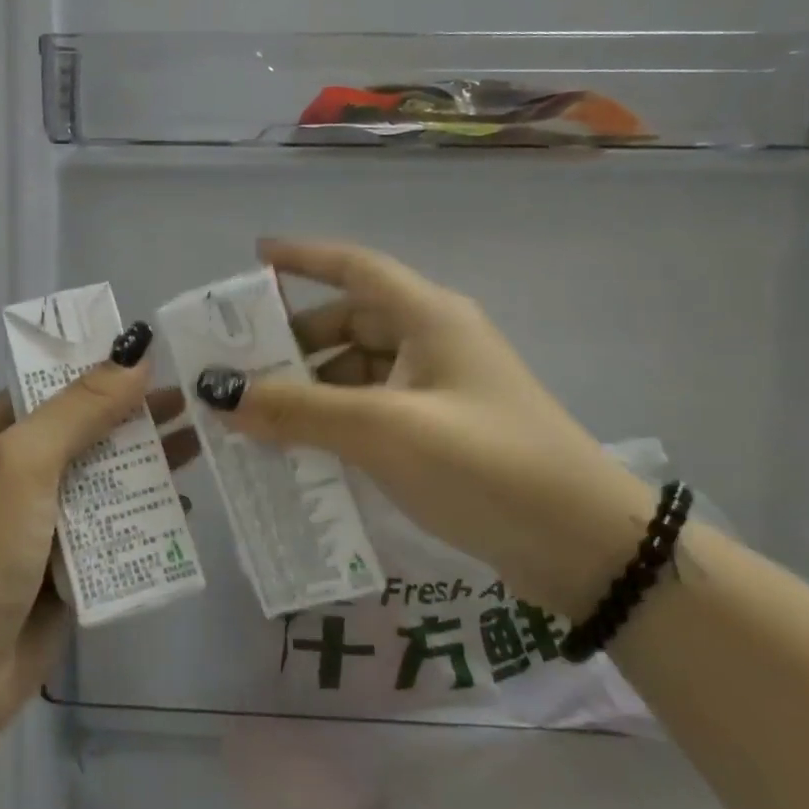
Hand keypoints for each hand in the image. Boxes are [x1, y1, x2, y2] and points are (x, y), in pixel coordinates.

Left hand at [0, 324, 196, 734]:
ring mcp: (46, 520)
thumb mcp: (25, 462)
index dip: (102, 364)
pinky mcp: (69, 567)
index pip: (56, 382)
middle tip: (197, 398)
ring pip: (107, 478)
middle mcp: (23, 470)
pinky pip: (114, 529)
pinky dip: (145, 516)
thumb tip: (135, 355)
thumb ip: (80, 409)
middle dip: (137, 413)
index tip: (157, 351)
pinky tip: (186, 507)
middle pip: (90, 428)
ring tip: (203, 441)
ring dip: (149, 462)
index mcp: (0, 435)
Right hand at [195, 239, 652, 617]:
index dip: (303, 257)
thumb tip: (219, 393)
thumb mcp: (383, 431)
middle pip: (349, 324)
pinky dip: (334, 421)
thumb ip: (298, 410)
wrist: (589, 551)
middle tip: (240, 365)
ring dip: (310, 389)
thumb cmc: (486, 465)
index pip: (356, 267)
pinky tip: (301, 449)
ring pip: (357, 372)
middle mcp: (434, 342)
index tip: (255, 256)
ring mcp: (441, 390)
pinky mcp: (443, 433)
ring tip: (257, 416)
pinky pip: (372, 411)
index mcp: (429, 318)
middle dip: (294, 342)